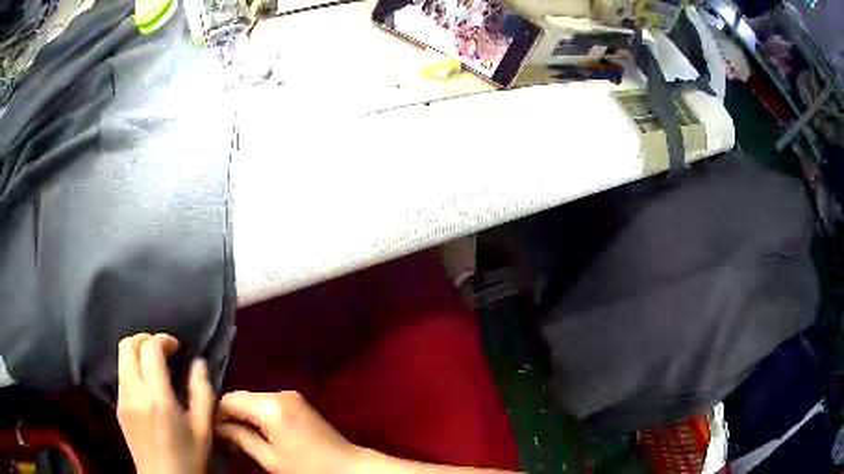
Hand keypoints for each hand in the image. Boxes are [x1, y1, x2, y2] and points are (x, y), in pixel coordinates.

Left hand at [117, 333, 214, 473]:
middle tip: (162, 349)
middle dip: (145, 339)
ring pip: (121, 358)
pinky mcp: (118, 407)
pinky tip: (147, 386)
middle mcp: (134, 391)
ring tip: (155, 365)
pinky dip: (132, 369)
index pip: (150, 348)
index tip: (177, 347)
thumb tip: (199, 364)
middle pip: (128, 344)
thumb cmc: (188, 458)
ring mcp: (123, 399)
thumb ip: (202, 393)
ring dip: (137, 353)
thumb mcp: (203, 429)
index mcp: (156, 397)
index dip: (163, 339)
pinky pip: (121, 376)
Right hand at [215, 391, 359, 473]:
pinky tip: (256, 433)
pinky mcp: (298, 402)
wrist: (349, 467)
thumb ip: (241, 439)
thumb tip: (218, 428)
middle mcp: (280, 393)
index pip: (230, 399)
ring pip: (254, 401)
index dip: (216, 414)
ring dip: (244, 417)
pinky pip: (268, 404)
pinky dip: (258, 416)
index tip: (211, 431)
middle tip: (224, 439)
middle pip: (242, 398)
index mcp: (271, 406)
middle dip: (230, 416)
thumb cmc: (309, 468)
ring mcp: (291, 396)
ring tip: (237, 440)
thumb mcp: (270, 459)